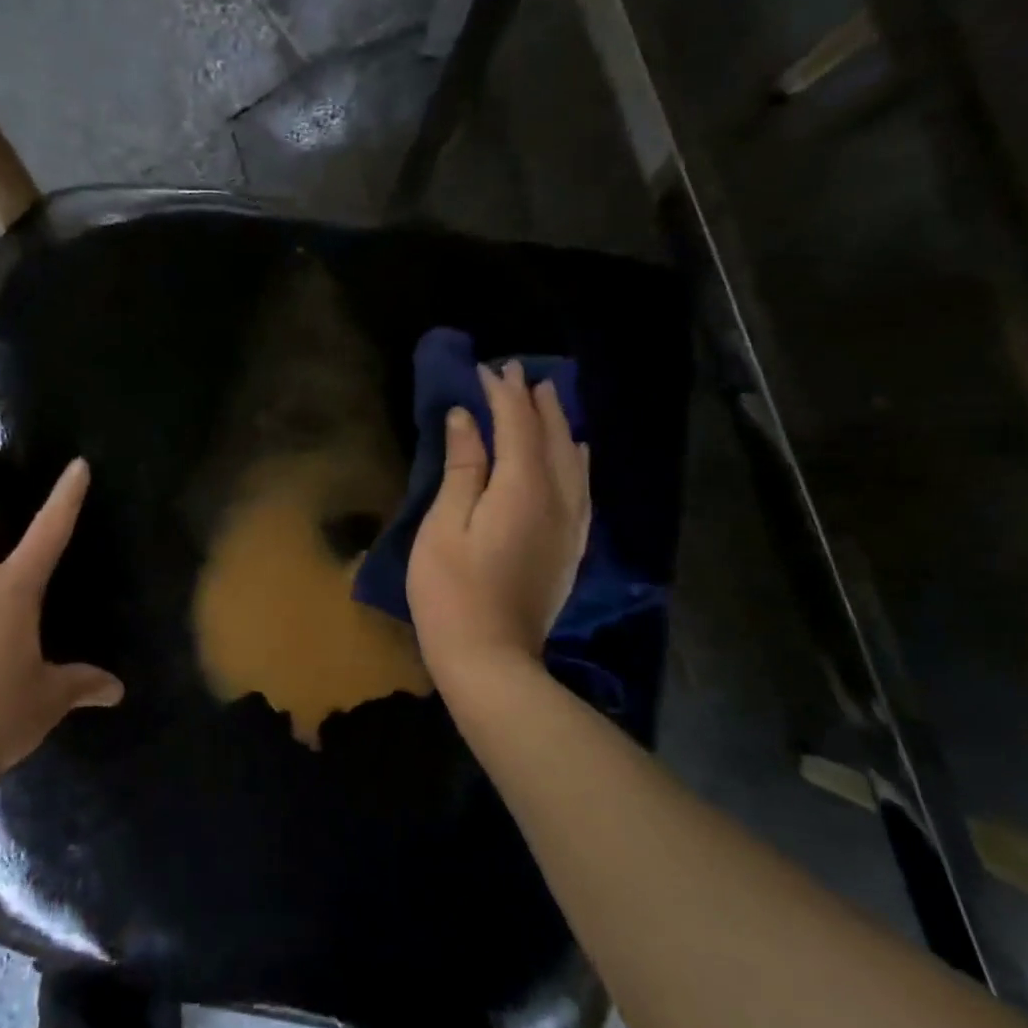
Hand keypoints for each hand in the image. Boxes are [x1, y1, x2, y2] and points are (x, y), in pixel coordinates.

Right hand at [406, 362, 591, 689]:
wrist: (490, 660)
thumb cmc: (451, 591)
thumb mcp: (445, 525)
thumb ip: (462, 468)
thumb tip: (467, 418)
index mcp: (524, 489)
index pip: (518, 426)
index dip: (504, 394)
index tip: (489, 367)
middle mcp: (558, 499)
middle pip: (552, 437)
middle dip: (535, 401)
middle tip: (518, 372)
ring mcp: (570, 526)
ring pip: (573, 459)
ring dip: (559, 424)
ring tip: (547, 398)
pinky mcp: (571, 547)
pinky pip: (582, 488)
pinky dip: (576, 459)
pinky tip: (576, 452)